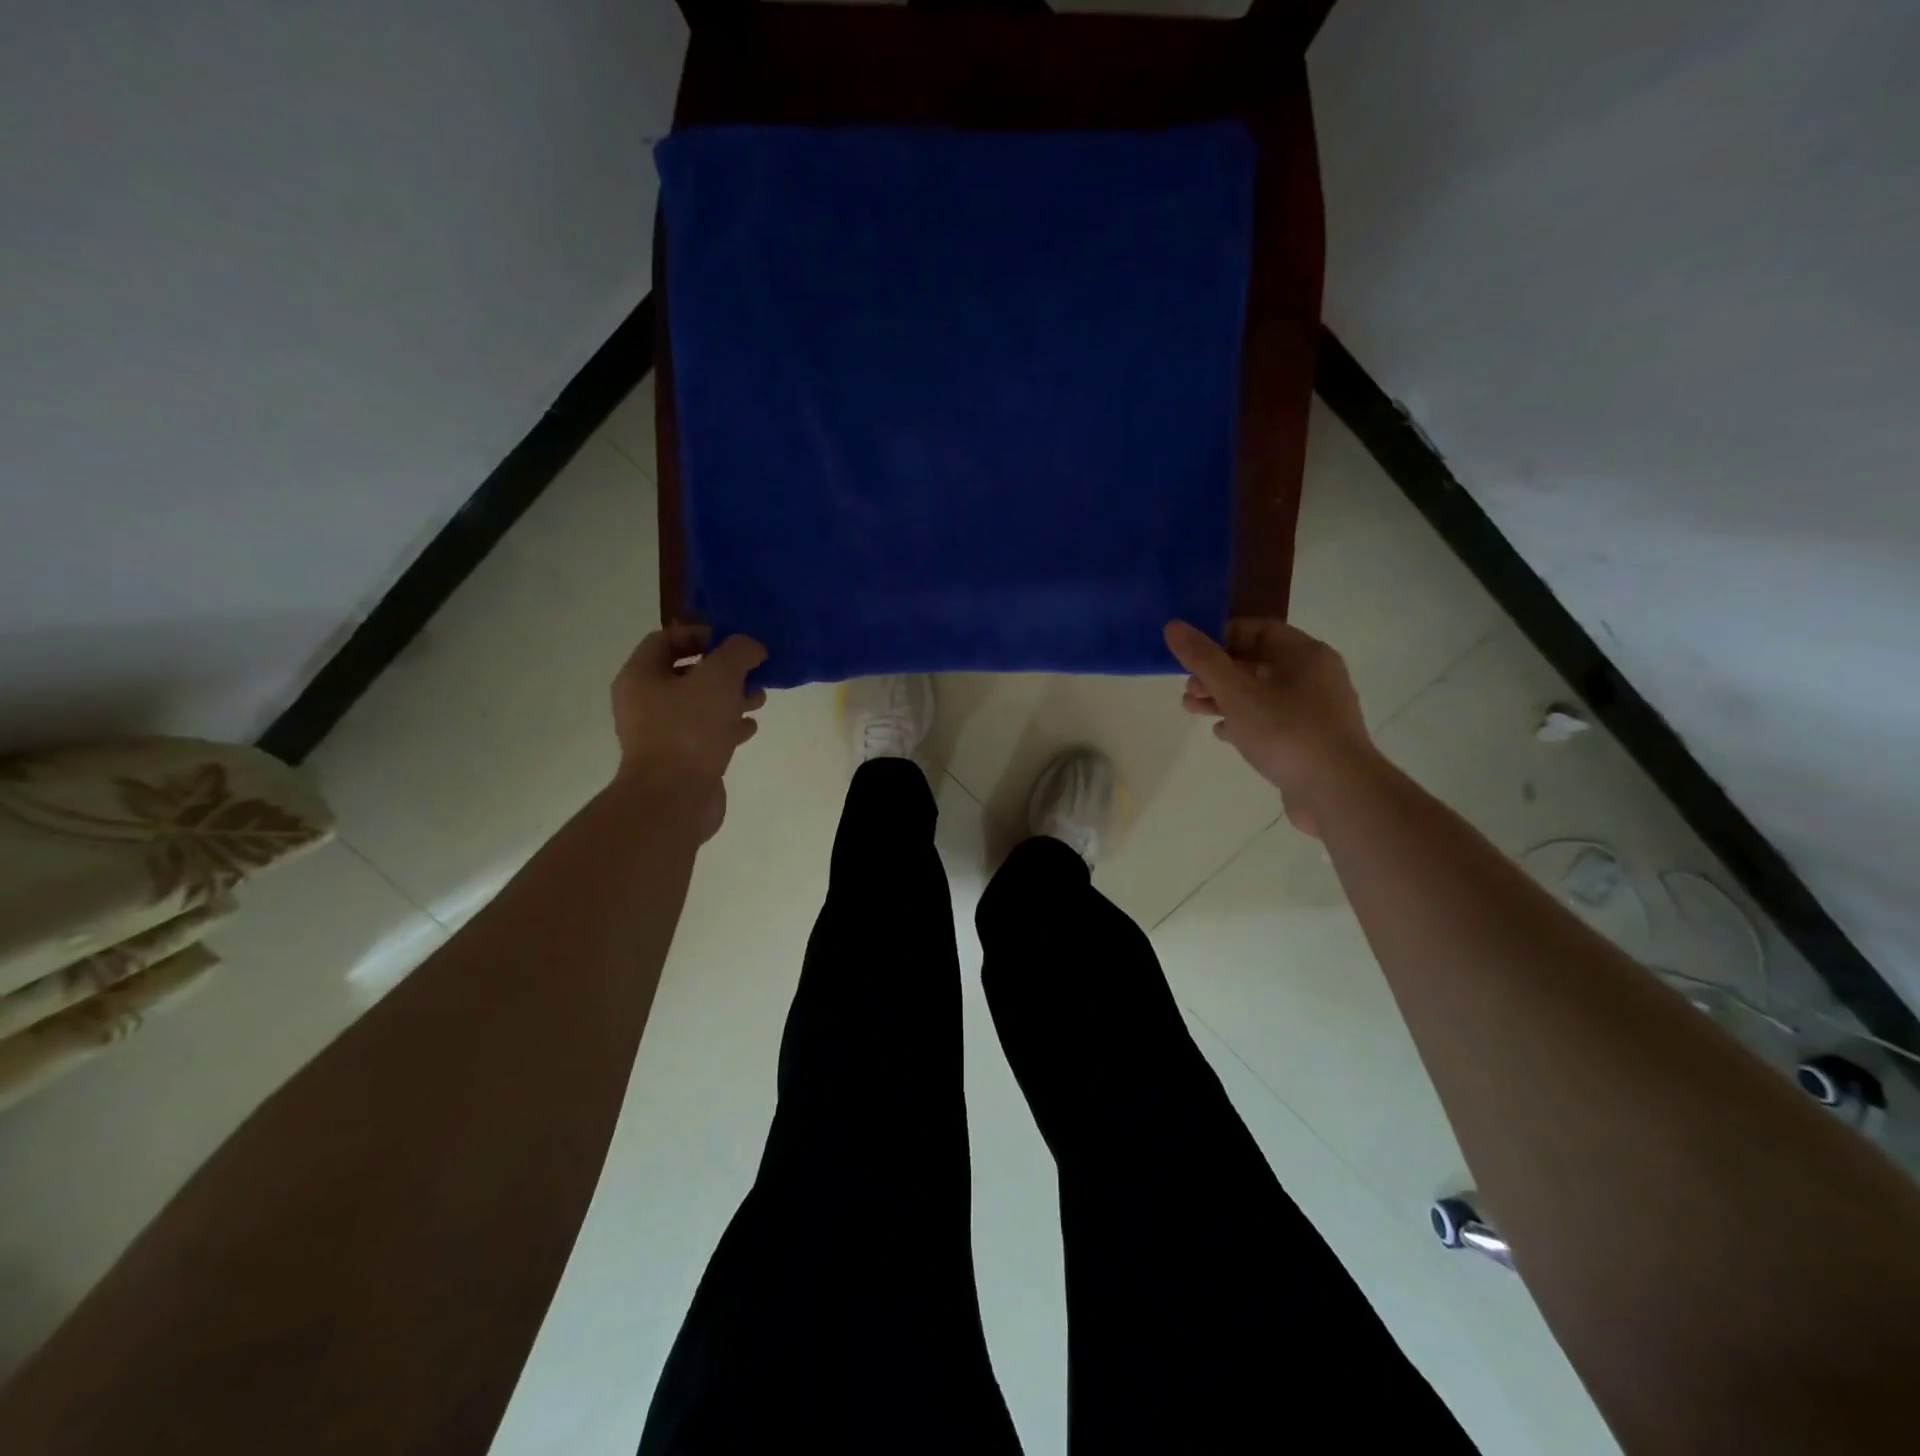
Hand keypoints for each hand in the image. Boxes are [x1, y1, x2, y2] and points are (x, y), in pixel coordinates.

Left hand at [610, 626, 767, 840]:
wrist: (674, 799)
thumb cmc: (690, 729)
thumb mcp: (719, 678)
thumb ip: (738, 653)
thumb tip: (751, 647)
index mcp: (641, 676)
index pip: (667, 638)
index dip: (701, 634)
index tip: (734, 642)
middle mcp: (644, 702)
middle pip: (686, 673)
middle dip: (724, 669)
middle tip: (753, 671)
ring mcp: (660, 733)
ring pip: (699, 704)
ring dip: (730, 697)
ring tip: (759, 699)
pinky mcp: (679, 759)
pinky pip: (704, 733)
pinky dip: (727, 727)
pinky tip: (749, 728)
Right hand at [1165, 618, 1378, 837]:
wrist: (1338, 793)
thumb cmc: (1287, 732)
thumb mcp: (1237, 692)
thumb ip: (1204, 659)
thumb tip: (1173, 626)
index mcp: (1305, 655)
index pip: (1259, 629)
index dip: (1222, 636)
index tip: (1190, 652)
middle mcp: (1315, 677)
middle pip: (1257, 662)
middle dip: (1217, 673)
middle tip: (1187, 687)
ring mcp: (1315, 711)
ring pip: (1261, 694)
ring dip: (1224, 698)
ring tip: (1191, 709)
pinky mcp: (1309, 741)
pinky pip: (1271, 721)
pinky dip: (1244, 722)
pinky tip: (1221, 733)